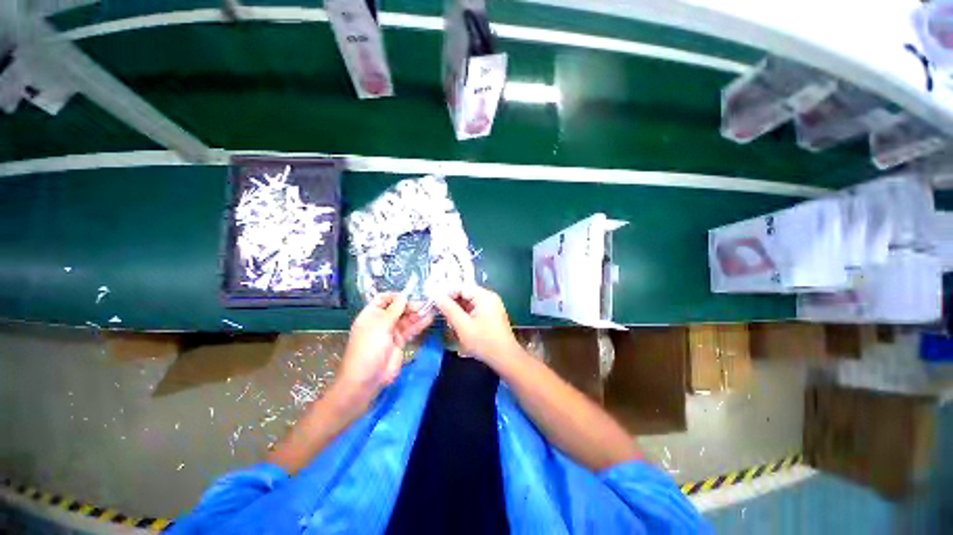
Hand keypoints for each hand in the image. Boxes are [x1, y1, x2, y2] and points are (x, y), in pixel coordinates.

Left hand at [338, 293, 433, 401]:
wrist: (367, 378)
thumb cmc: (369, 348)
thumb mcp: (380, 325)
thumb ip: (394, 310)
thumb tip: (404, 296)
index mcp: (371, 314)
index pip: (384, 299)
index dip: (396, 296)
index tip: (409, 295)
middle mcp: (382, 321)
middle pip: (398, 308)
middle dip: (410, 305)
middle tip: (424, 304)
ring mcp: (391, 332)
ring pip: (406, 318)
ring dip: (417, 314)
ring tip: (431, 309)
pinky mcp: (400, 341)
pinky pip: (411, 329)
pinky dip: (420, 324)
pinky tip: (429, 319)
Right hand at [434, 286, 519, 364]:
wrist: (505, 358)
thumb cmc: (483, 341)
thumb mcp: (463, 325)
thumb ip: (449, 309)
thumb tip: (436, 296)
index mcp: (484, 296)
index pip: (462, 287)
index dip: (447, 294)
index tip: (435, 303)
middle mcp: (489, 297)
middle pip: (466, 294)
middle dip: (453, 303)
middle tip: (442, 315)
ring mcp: (492, 306)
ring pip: (469, 302)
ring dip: (459, 311)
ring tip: (451, 323)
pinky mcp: (492, 314)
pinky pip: (475, 309)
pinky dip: (466, 315)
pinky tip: (460, 325)